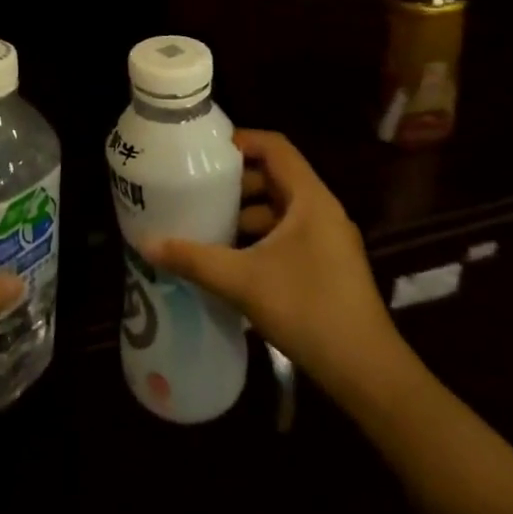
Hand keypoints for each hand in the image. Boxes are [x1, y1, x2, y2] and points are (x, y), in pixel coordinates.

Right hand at [143, 130, 404, 397]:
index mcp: (310, 199)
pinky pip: (287, 234)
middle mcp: (322, 211)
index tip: (204, 151)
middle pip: (275, 177)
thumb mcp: (243, 281)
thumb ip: (194, 259)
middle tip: (196, 188)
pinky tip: (230, 258)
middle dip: (235, 181)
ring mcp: (327, 240)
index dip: (241, 141)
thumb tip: (146, 243)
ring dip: (245, 212)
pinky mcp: (326, 265)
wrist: (366, 372)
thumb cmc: (307, 309)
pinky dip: (259, 237)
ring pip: (280, 209)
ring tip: (206, 223)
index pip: (275, 147)